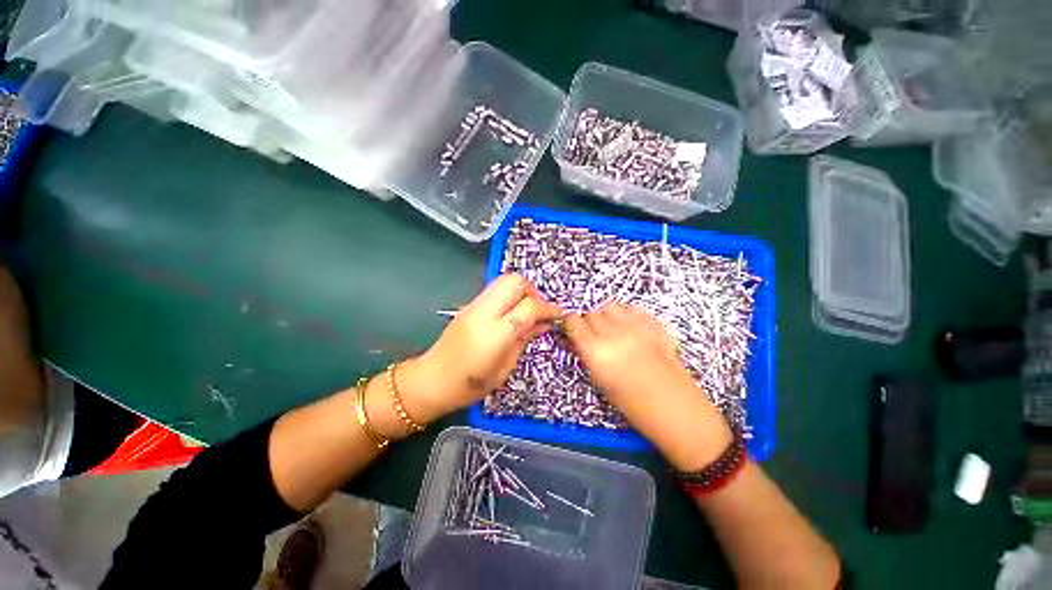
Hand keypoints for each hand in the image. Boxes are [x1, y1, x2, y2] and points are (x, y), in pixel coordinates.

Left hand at [397, 274, 561, 422]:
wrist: (430, 380)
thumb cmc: (470, 385)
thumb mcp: (505, 368)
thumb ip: (525, 339)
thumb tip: (544, 323)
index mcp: (494, 334)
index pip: (528, 307)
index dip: (548, 308)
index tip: (558, 315)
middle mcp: (483, 313)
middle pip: (515, 281)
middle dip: (533, 291)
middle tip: (539, 310)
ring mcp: (473, 305)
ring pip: (504, 280)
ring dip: (521, 290)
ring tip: (526, 311)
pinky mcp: (468, 305)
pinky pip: (494, 289)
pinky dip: (509, 295)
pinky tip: (511, 313)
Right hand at [565, 302, 731, 470]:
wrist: (676, 409)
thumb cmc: (633, 405)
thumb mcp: (600, 381)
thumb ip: (586, 355)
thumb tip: (574, 340)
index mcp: (596, 352)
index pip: (573, 322)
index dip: (571, 325)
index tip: (573, 331)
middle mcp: (613, 334)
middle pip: (592, 314)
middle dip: (589, 323)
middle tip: (595, 337)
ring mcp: (635, 326)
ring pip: (610, 307)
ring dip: (607, 316)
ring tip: (613, 331)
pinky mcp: (654, 324)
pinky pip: (632, 310)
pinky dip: (627, 316)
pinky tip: (631, 330)